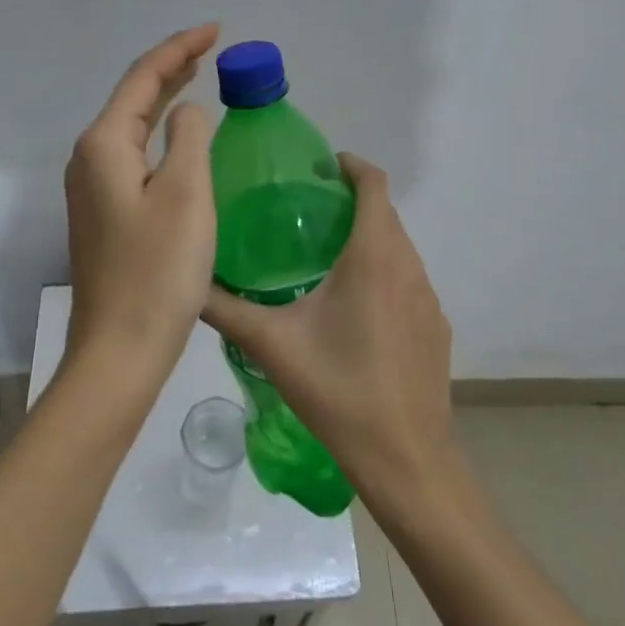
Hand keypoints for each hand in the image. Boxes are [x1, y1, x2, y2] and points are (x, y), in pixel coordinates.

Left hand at [63, 24, 219, 376]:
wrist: (120, 351)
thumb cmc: (159, 270)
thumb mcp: (187, 193)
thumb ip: (190, 137)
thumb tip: (188, 112)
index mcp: (105, 144)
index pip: (144, 77)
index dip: (180, 48)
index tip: (216, 30)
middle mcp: (90, 158)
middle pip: (134, 96)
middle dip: (172, 66)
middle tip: (212, 46)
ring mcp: (93, 187)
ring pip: (133, 125)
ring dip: (165, 97)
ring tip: (198, 75)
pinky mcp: (104, 212)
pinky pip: (134, 153)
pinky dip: (160, 132)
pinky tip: (180, 137)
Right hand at [201, 154, 457, 506]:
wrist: (408, 460)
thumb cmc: (339, 392)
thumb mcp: (273, 346)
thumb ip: (226, 309)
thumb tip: (188, 281)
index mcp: (373, 256)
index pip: (373, 184)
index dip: (350, 165)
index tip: (319, 166)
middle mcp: (408, 266)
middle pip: (385, 213)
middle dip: (351, 201)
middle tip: (307, 211)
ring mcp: (428, 297)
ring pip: (399, 247)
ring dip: (369, 238)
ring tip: (325, 254)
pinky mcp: (436, 326)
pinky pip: (408, 280)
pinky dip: (384, 273)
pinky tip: (355, 308)